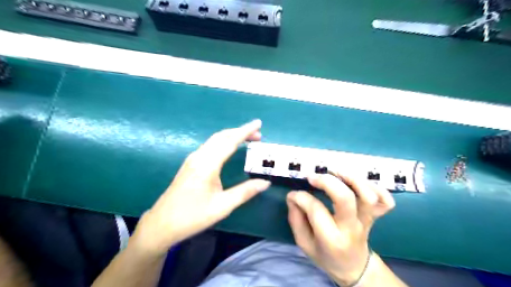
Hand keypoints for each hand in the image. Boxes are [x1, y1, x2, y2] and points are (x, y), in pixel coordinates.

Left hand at [134, 119, 273, 255]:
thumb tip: (265, 182)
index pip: (230, 141)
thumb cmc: (193, 216)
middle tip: (258, 134)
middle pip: (222, 136)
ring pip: (214, 140)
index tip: (258, 123)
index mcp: (207, 164)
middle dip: (240, 131)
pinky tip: (229, 148)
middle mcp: (199, 157)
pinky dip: (223, 141)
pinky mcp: (190, 164)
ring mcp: (192, 159)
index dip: (245, 131)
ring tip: (247, 139)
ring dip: (231, 136)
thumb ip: (245, 192)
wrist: (162, 224)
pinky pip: (209, 146)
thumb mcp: (222, 206)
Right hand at [287, 172, 393, 285]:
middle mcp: (351, 228)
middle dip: (327, 182)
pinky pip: (385, 200)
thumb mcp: (304, 244)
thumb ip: (296, 220)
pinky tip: (357, 182)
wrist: (354, 267)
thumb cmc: (326, 255)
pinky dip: (376, 187)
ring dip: (351, 178)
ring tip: (335, 171)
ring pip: (367, 196)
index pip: (316, 210)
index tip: (293, 195)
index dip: (301, 198)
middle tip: (312, 177)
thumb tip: (293, 197)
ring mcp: (366, 221)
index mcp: (331, 239)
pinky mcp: (375, 216)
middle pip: (345, 198)